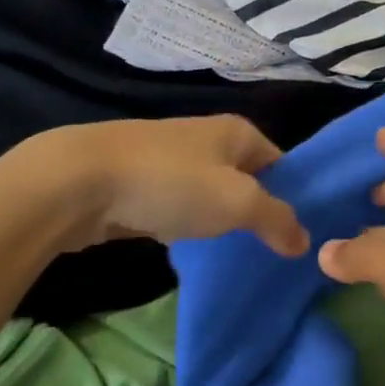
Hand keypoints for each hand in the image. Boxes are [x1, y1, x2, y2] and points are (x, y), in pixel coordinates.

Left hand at [21, 116, 309, 257]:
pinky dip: (187, 224)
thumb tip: (305, 242)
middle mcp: (207, 137)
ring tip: (236, 254)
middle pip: (246, 177)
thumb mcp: (237, 202)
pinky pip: (179, 204)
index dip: (294, 195)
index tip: (301, 233)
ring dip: (221, 220)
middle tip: (273, 251)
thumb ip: (277, 220)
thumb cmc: (171, 183)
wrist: (79, 181)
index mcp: (237, 132)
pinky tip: (189, 248)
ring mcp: (171, 158)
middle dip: (258, 211)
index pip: (281, 162)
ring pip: (211, 192)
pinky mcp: (141, 181)